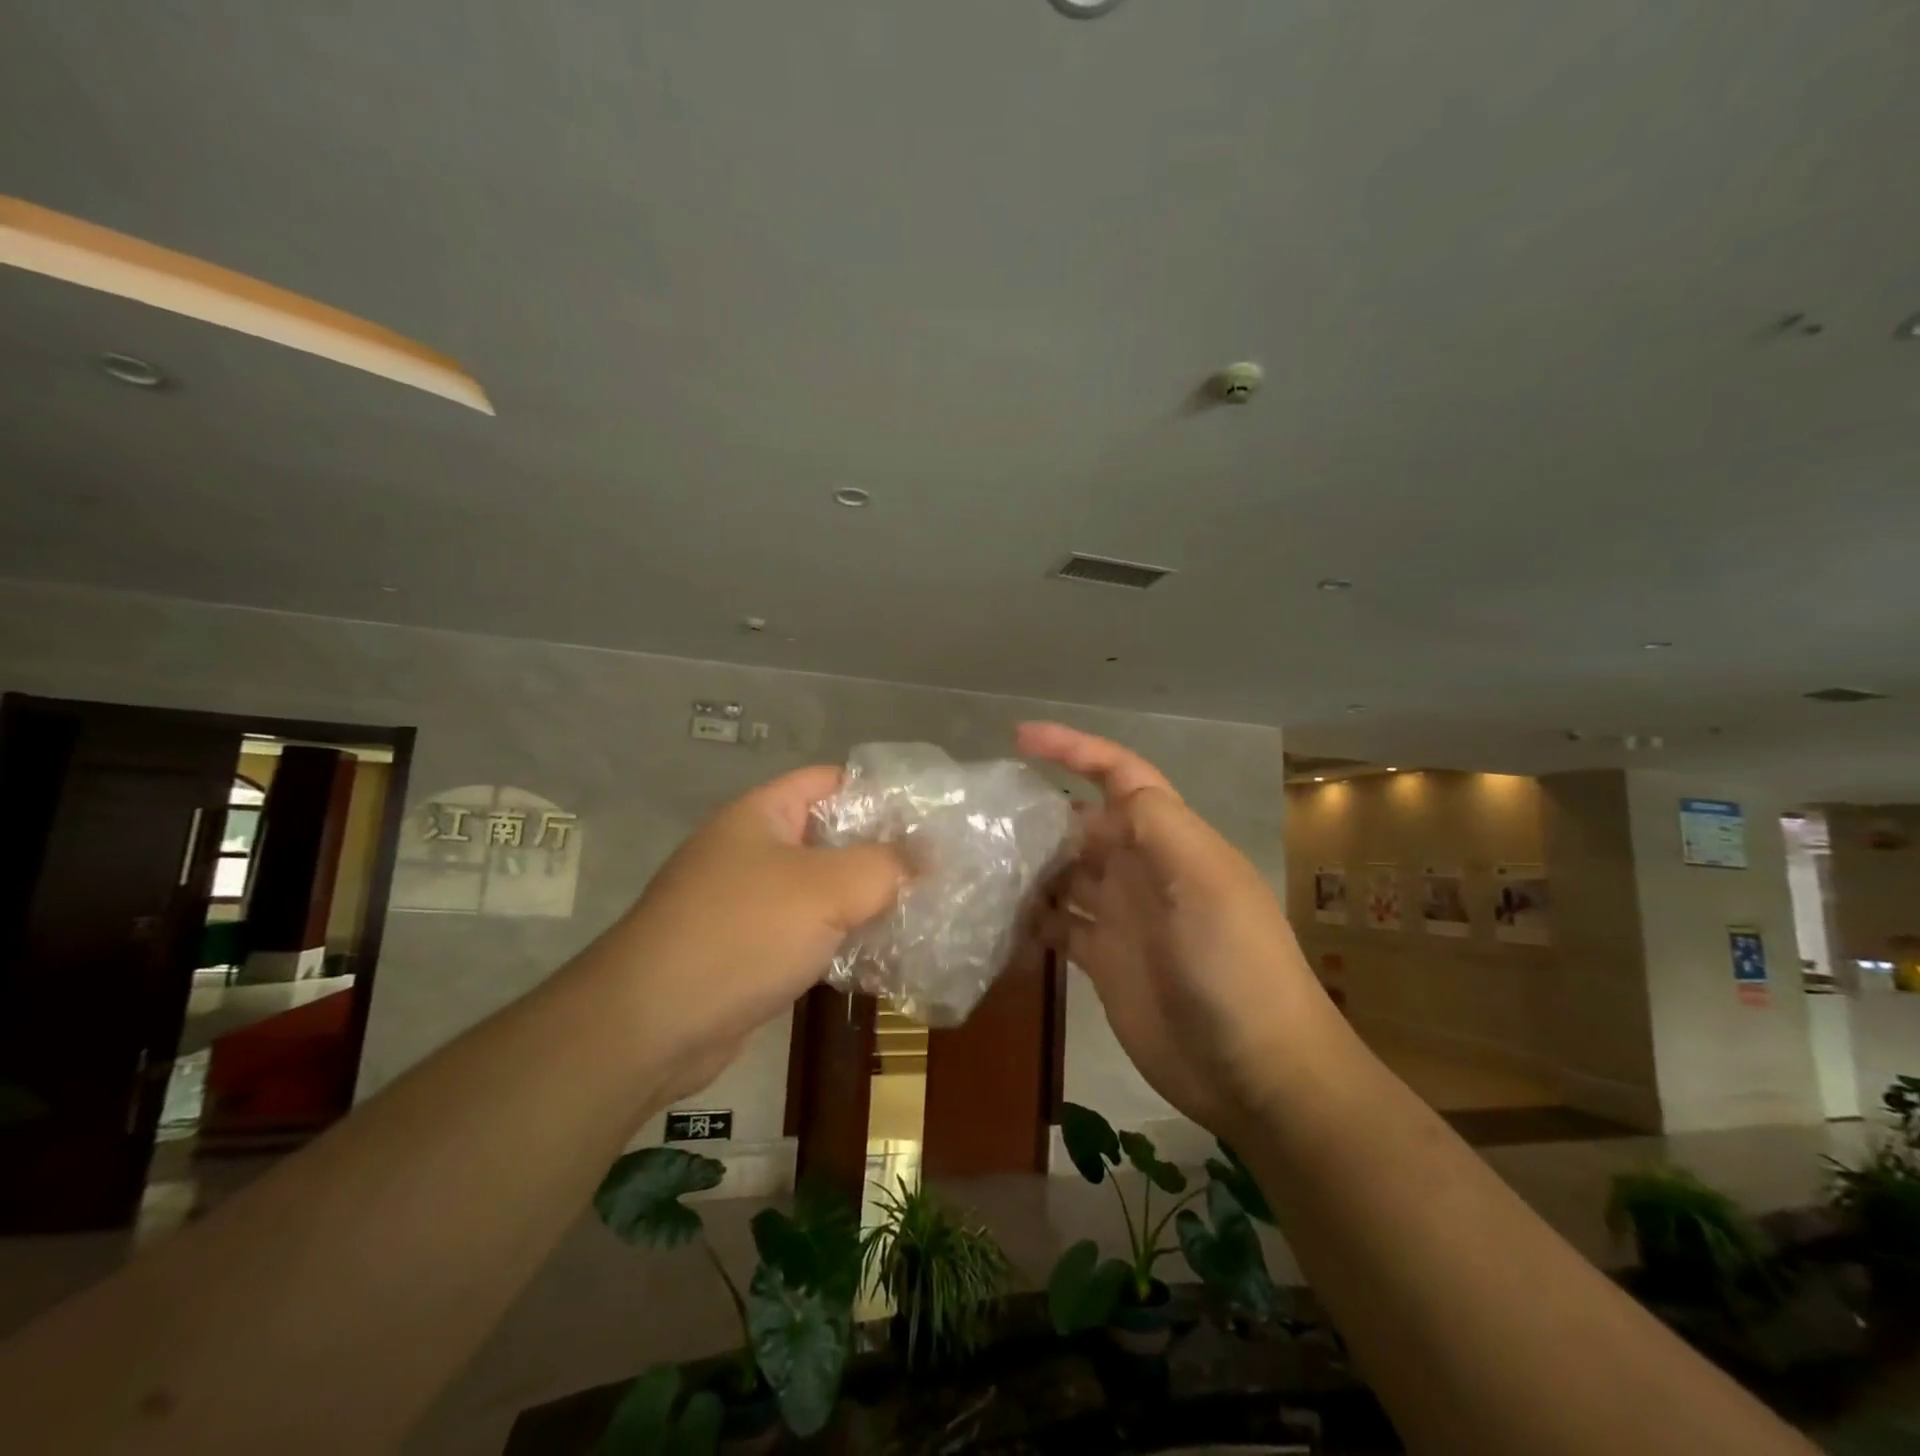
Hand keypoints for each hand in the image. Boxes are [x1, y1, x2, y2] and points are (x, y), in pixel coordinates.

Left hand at [594, 766, 904, 1099]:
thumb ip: (885, 866)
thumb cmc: (741, 933)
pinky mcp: (749, 951)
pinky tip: (883, 957)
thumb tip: (927, 858)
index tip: (931, 817)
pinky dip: (842, 939)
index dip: (881, 792)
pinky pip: (807, 933)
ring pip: (822, 890)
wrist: (650, 1026)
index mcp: (762, 814)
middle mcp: (752, 850)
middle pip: (831, 837)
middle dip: (882, 853)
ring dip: (866, 901)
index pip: (831, 781)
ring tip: (924, 911)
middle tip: (938, 869)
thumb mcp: (826, 888)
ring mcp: (748, 902)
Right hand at [1019, 722, 1333, 1135]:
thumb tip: (1103, 797)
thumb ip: (1157, 824)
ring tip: (976, 864)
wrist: (1256, 1070)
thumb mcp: (1205, 880)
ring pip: (1065, 874)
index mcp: (1169, 839)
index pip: (1119, 775)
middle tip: (980, 817)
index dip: (1074, 749)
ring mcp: (1122, 916)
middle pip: (1082, 825)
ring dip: (1028, 866)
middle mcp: (1142, 869)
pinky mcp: (1105, 960)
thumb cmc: (1234, 964)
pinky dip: (1031, 920)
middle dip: (1039, 814)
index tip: (1019, 737)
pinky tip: (995, 919)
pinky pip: (1059, 926)